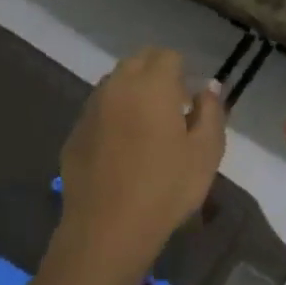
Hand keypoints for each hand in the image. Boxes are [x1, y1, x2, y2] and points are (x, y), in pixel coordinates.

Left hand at [55, 48, 225, 272]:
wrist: (108, 229)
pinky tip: (123, 150)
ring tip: (149, 129)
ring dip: (133, 93)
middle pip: (138, 62)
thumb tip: (209, 87)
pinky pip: (99, 111)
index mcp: (152, 85)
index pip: (168, 56)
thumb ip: (211, 111)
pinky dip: (114, 117)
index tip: (192, 100)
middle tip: (174, 109)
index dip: (183, 72)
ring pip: (115, 84)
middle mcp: (117, 87)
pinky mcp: (74, 134)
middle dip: (157, 75)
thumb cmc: (167, 188)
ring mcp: (90, 109)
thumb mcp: (206, 151)